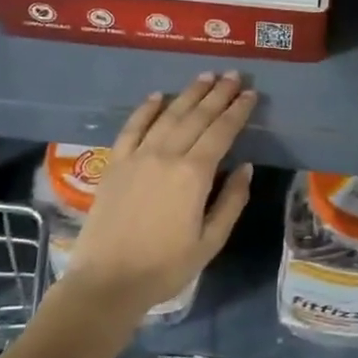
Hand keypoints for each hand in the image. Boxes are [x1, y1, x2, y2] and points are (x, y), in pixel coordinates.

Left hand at [65, 72, 255, 317]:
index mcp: (194, 174)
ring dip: (189, 94)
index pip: (222, 132)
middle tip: (233, 75)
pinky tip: (158, 96)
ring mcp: (137, 156)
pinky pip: (132, 127)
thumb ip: (231, 201)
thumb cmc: (165, 267)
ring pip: (168, 115)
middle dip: (218, 94)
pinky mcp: (115, 163)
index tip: (250, 93)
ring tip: (205, 77)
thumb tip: (245, 167)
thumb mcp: (211, 241)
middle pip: (197, 116)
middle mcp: (166, 155)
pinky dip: (146, 109)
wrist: (106, 282)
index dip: (238, 111)